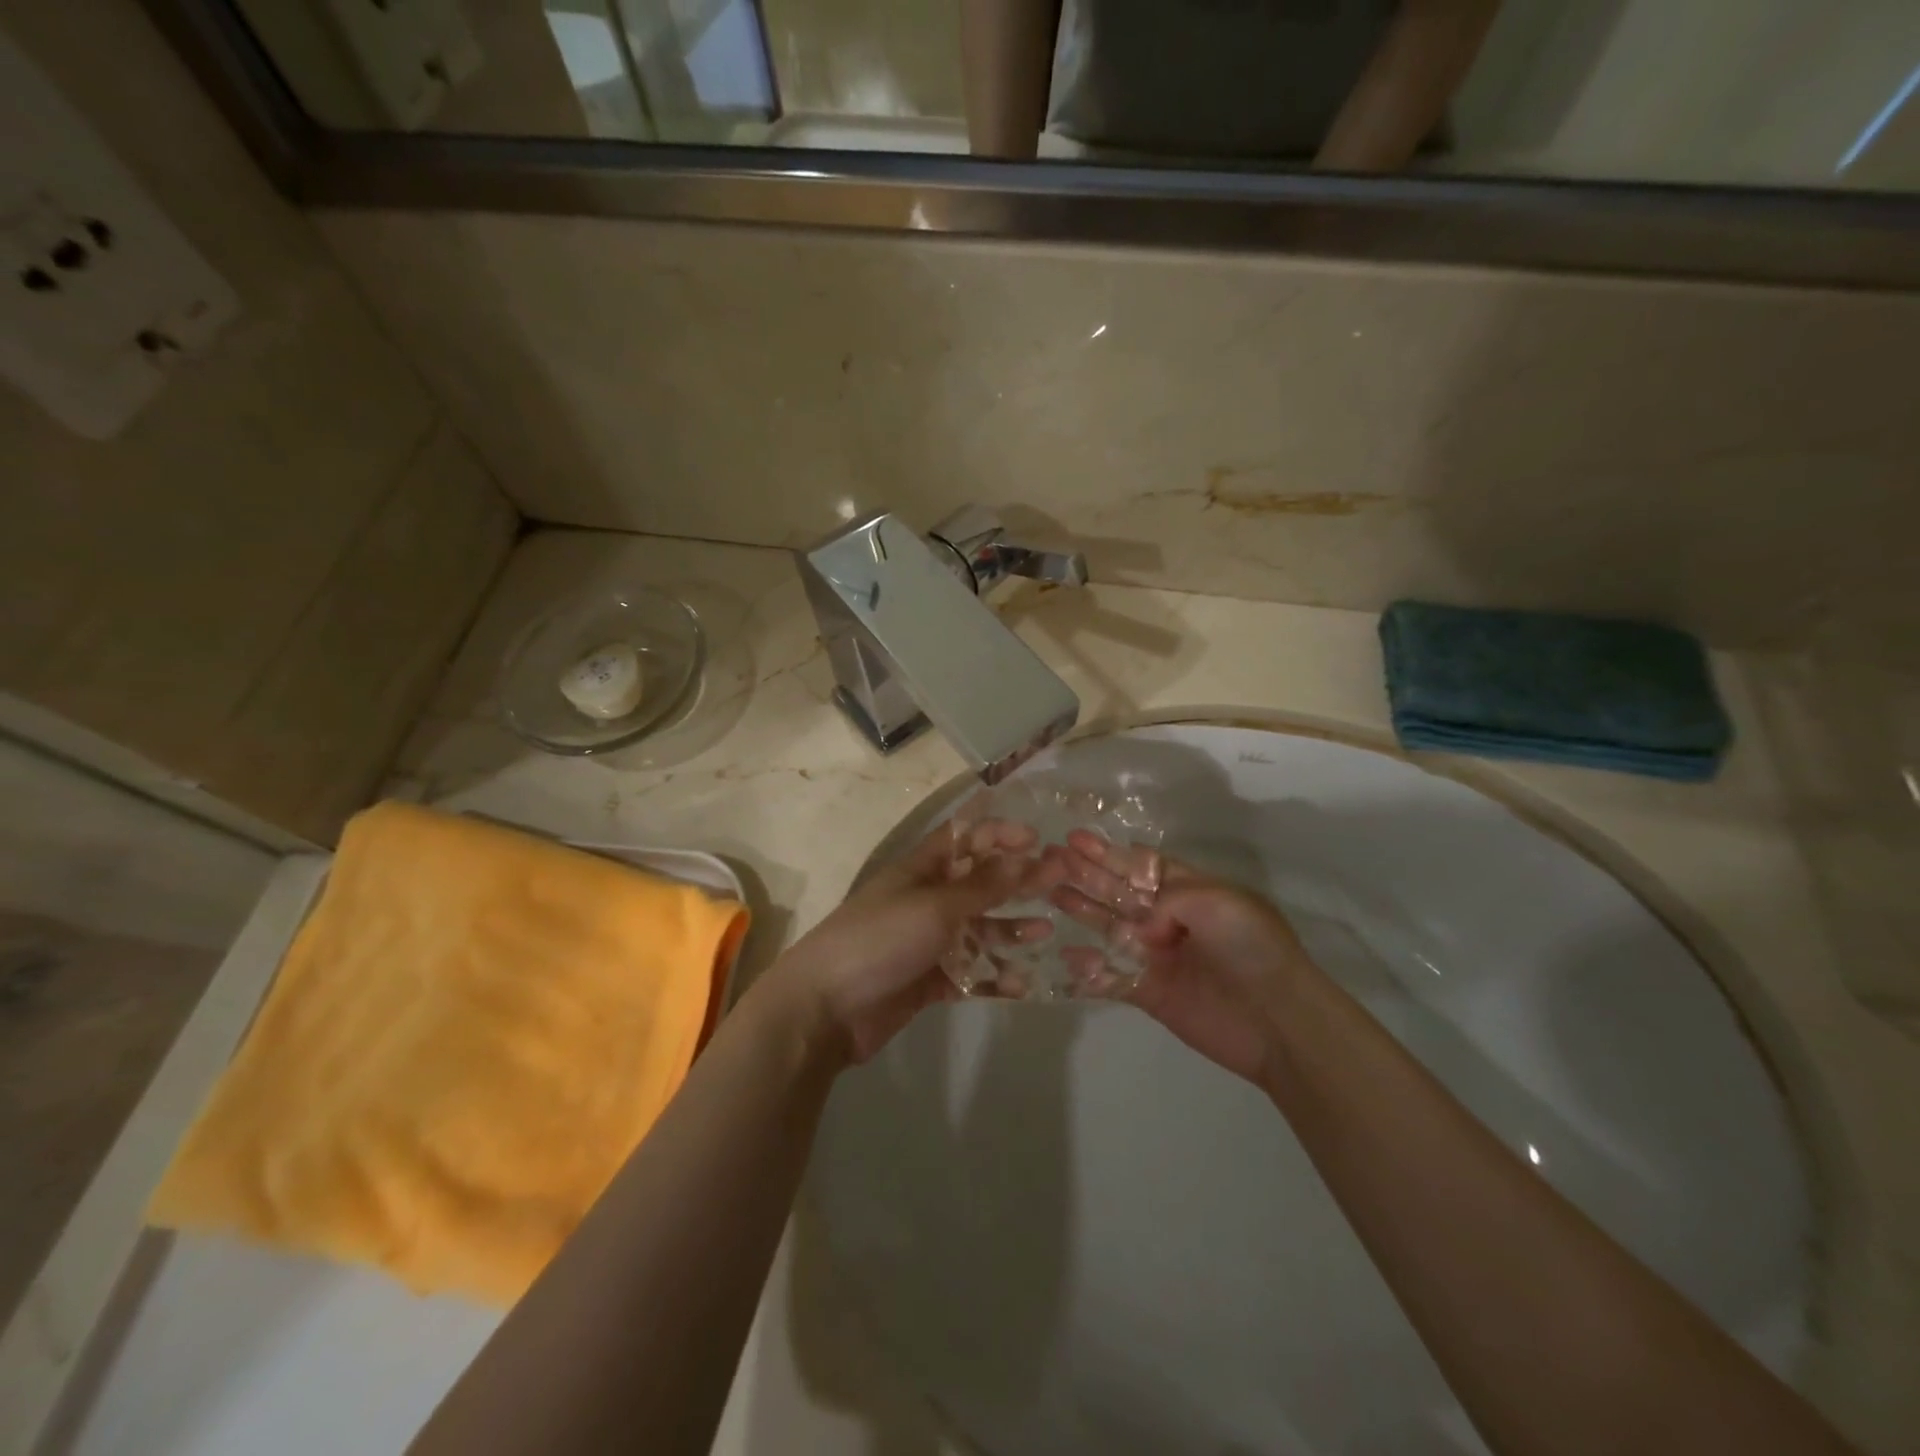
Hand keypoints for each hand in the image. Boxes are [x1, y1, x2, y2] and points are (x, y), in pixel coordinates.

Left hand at [773, 821, 1039, 1065]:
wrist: (826, 1007)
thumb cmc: (880, 939)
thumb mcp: (936, 907)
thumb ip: (983, 886)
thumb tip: (1026, 856)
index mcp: (921, 869)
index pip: (964, 838)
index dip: (999, 833)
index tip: (1038, 840)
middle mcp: (925, 899)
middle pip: (978, 884)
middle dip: (1016, 882)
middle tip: (1059, 882)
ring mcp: (926, 941)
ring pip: (977, 930)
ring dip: (1009, 930)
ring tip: (1045, 934)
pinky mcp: (928, 980)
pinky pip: (969, 972)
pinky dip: (993, 975)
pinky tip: (1021, 982)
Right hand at [1051, 831, 1320, 1086]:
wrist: (1277, 1020)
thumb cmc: (1251, 947)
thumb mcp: (1216, 901)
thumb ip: (1169, 897)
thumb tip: (1141, 924)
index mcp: (1191, 891)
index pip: (1141, 866)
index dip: (1108, 852)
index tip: (1075, 838)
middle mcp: (1170, 920)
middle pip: (1119, 892)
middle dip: (1087, 874)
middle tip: (1050, 859)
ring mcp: (1157, 956)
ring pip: (1110, 928)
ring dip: (1082, 910)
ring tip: (1050, 892)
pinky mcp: (1149, 993)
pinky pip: (1111, 976)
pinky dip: (1088, 968)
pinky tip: (1065, 953)